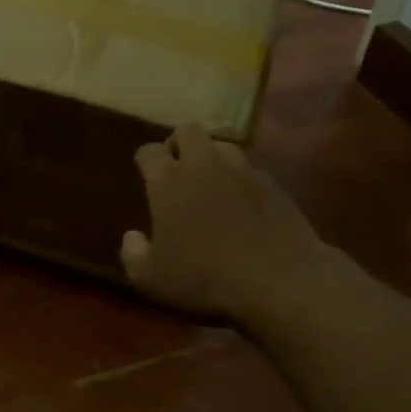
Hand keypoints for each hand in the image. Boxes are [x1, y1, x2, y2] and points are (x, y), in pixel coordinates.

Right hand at [122, 125, 329, 321]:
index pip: (149, 151)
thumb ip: (133, 255)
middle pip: (188, 131)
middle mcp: (204, 165)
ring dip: (211, 158)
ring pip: (222, 145)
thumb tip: (132, 237)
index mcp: (169, 181)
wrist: (279, 280)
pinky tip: (242, 205)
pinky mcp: (273, 185)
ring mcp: (243, 172)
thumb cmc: (205, 278)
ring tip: (210, 183)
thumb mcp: (152, 279)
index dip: (145, 160)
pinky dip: (240, 180)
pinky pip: (250, 171)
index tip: (144, 174)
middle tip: (177, 170)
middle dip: (179, 144)